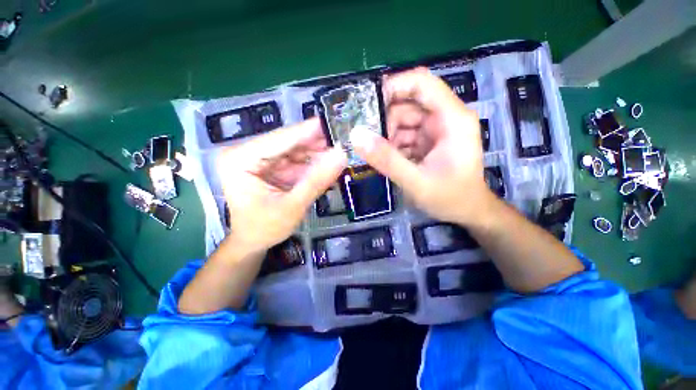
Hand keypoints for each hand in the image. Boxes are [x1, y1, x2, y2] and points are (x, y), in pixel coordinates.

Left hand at [218, 119, 346, 253]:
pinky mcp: (269, 166)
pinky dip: (312, 163)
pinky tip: (328, 163)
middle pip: (288, 142)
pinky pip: (295, 160)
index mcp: (240, 159)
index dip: (309, 131)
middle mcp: (246, 152)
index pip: (280, 139)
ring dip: (317, 152)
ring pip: (294, 149)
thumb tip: (341, 155)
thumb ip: (317, 181)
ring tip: (340, 150)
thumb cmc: (265, 228)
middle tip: (343, 138)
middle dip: (315, 142)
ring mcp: (258, 158)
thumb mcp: (293, 206)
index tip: (334, 121)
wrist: (253, 242)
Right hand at [350, 67, 491, 225]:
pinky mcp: (427, 142)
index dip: (394, 86)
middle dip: (385, 119)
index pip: (421, 83)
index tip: (367, 103)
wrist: (467, 212)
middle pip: (408, 103)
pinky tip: (386, 159)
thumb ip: (387, 160)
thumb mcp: (416, 182)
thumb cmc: (450, 198)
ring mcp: (435, 130)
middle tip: (366, 138)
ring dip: (386, 136)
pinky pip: (404, 135)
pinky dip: (392, 145)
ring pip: (402, 121)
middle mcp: (444, 118)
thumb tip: (356, 135)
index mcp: (451, 119)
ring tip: (376, 154)